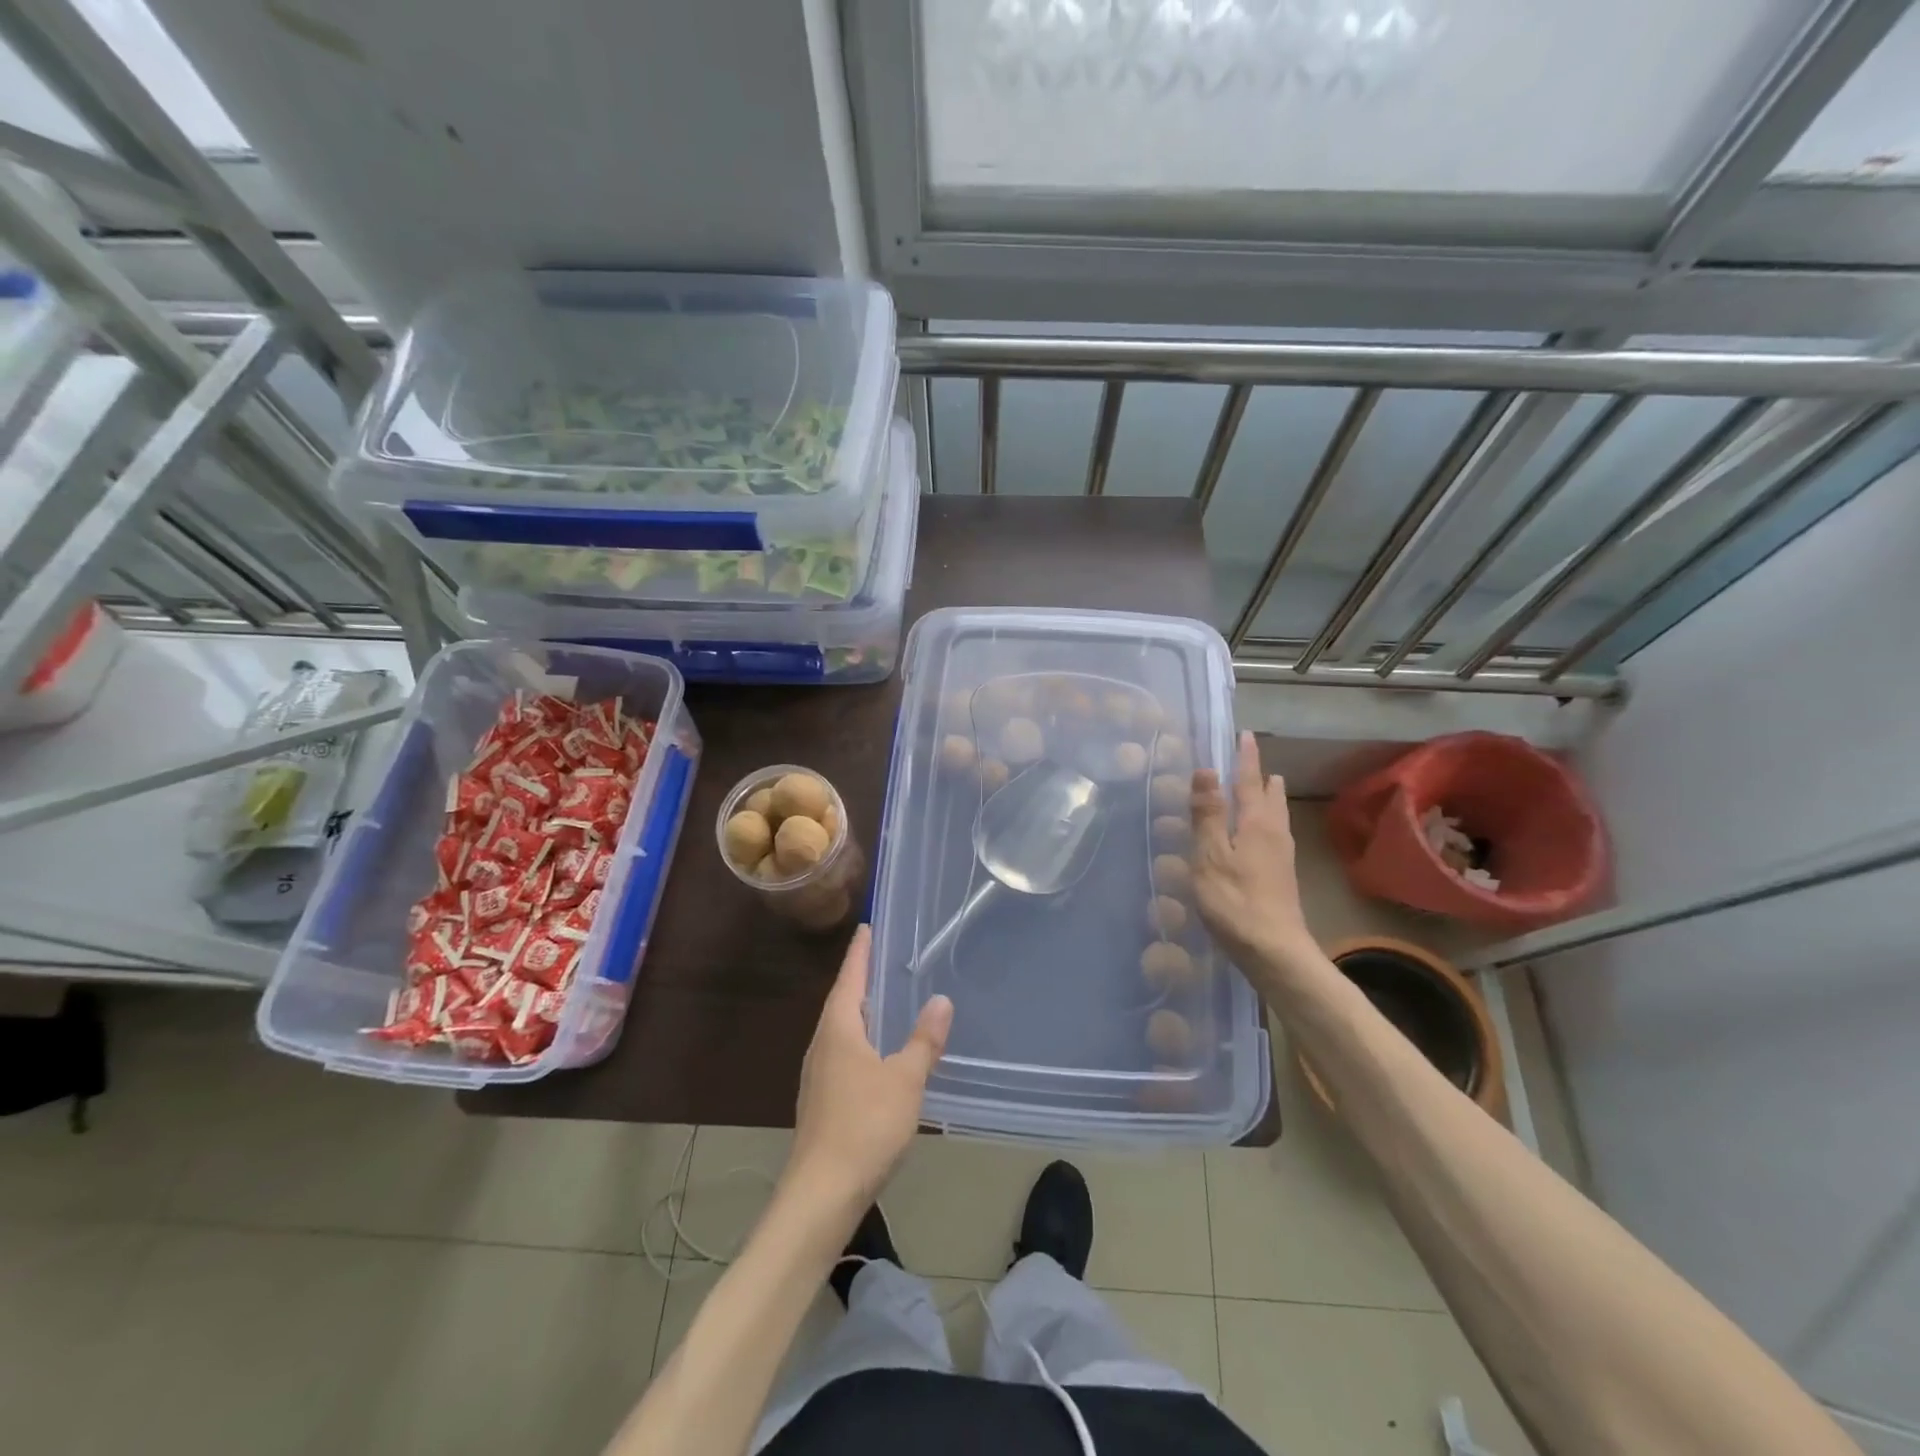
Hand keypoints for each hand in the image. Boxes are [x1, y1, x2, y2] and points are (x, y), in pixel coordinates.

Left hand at [786, 926, 953, 1218]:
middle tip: (883, 959)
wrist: (821, 1195)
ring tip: (884, 1001)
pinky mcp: (821, 1101)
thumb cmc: (864, 1126)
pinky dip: (860, 1040)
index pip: (849, 977)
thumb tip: (940, 999)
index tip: (866, 927)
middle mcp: (822, 1045)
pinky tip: (877, 1054)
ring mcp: (817, 1075)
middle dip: (860, 979)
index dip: (860, 952)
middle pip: (842, 1001)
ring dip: (860, 1012)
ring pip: (841, 1030)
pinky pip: (842, 1054)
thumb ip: (924, 1040)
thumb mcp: (905, 1080)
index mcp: (838, 1029)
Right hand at [1191, 731, 1317, 980]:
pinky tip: (1260, 834)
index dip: (1245, 758)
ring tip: (1264, 787)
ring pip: (1277, 816)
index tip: (1244, 735)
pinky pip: (1275, 834)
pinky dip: (1266, 820)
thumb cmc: (1235, 901)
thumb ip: (1207, 813)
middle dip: (1261, 776)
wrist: (1274, 951)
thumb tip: (1207, 770)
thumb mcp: (1210, 855)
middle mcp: (1275, 833)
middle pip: (1270, 796)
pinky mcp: (1281, 876)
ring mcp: (1282, 856)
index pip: (1250, 781)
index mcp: (1257, 823)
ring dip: (1268, 797)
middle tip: (1251, 760)